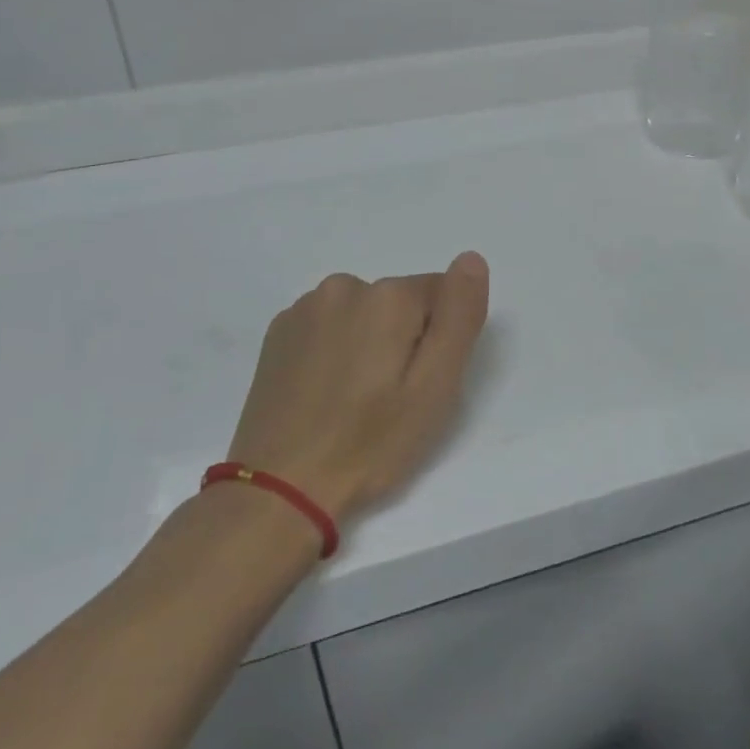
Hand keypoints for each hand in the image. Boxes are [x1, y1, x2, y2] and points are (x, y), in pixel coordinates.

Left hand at [228, 253, 490, 522]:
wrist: (279, 489)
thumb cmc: (370, 442)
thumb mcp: (435, 386)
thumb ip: (459, 315)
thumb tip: (471, 259)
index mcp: (388, 296)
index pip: (441, 295)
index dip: (439, 341)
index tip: (421, 384)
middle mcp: (345, 286)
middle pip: (400, 302)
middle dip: (404, 340)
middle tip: (392, 399)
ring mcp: (306, 307)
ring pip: (363, 313)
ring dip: (368, 343)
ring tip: (355, 400)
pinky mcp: (279, 332)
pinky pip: (328, 326)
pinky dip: (335, 349)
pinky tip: (325, 393)